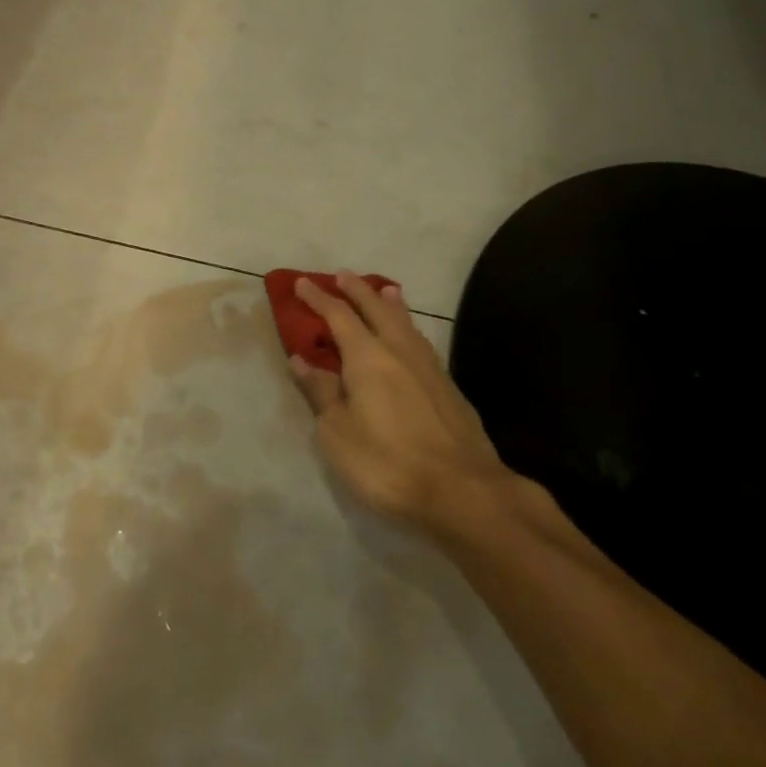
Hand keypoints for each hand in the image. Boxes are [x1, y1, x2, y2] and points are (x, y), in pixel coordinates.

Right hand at [287, 272, 509, 532]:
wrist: (463, 491)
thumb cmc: (387, 462)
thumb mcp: (337, 433)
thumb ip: (320, 392)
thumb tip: (302, 359)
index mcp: (367, 357)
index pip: (338, 315)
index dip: (318, 298)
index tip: (302, 283)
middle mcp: (399, 350)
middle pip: (376, 309)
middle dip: (357, 290)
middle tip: (342, 275)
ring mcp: (429, 367)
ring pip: (405, 322)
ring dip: (389, 303)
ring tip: (384, 290)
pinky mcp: (448, 387)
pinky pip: (421, 341)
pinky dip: (408, 327)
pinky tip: (410, 337)